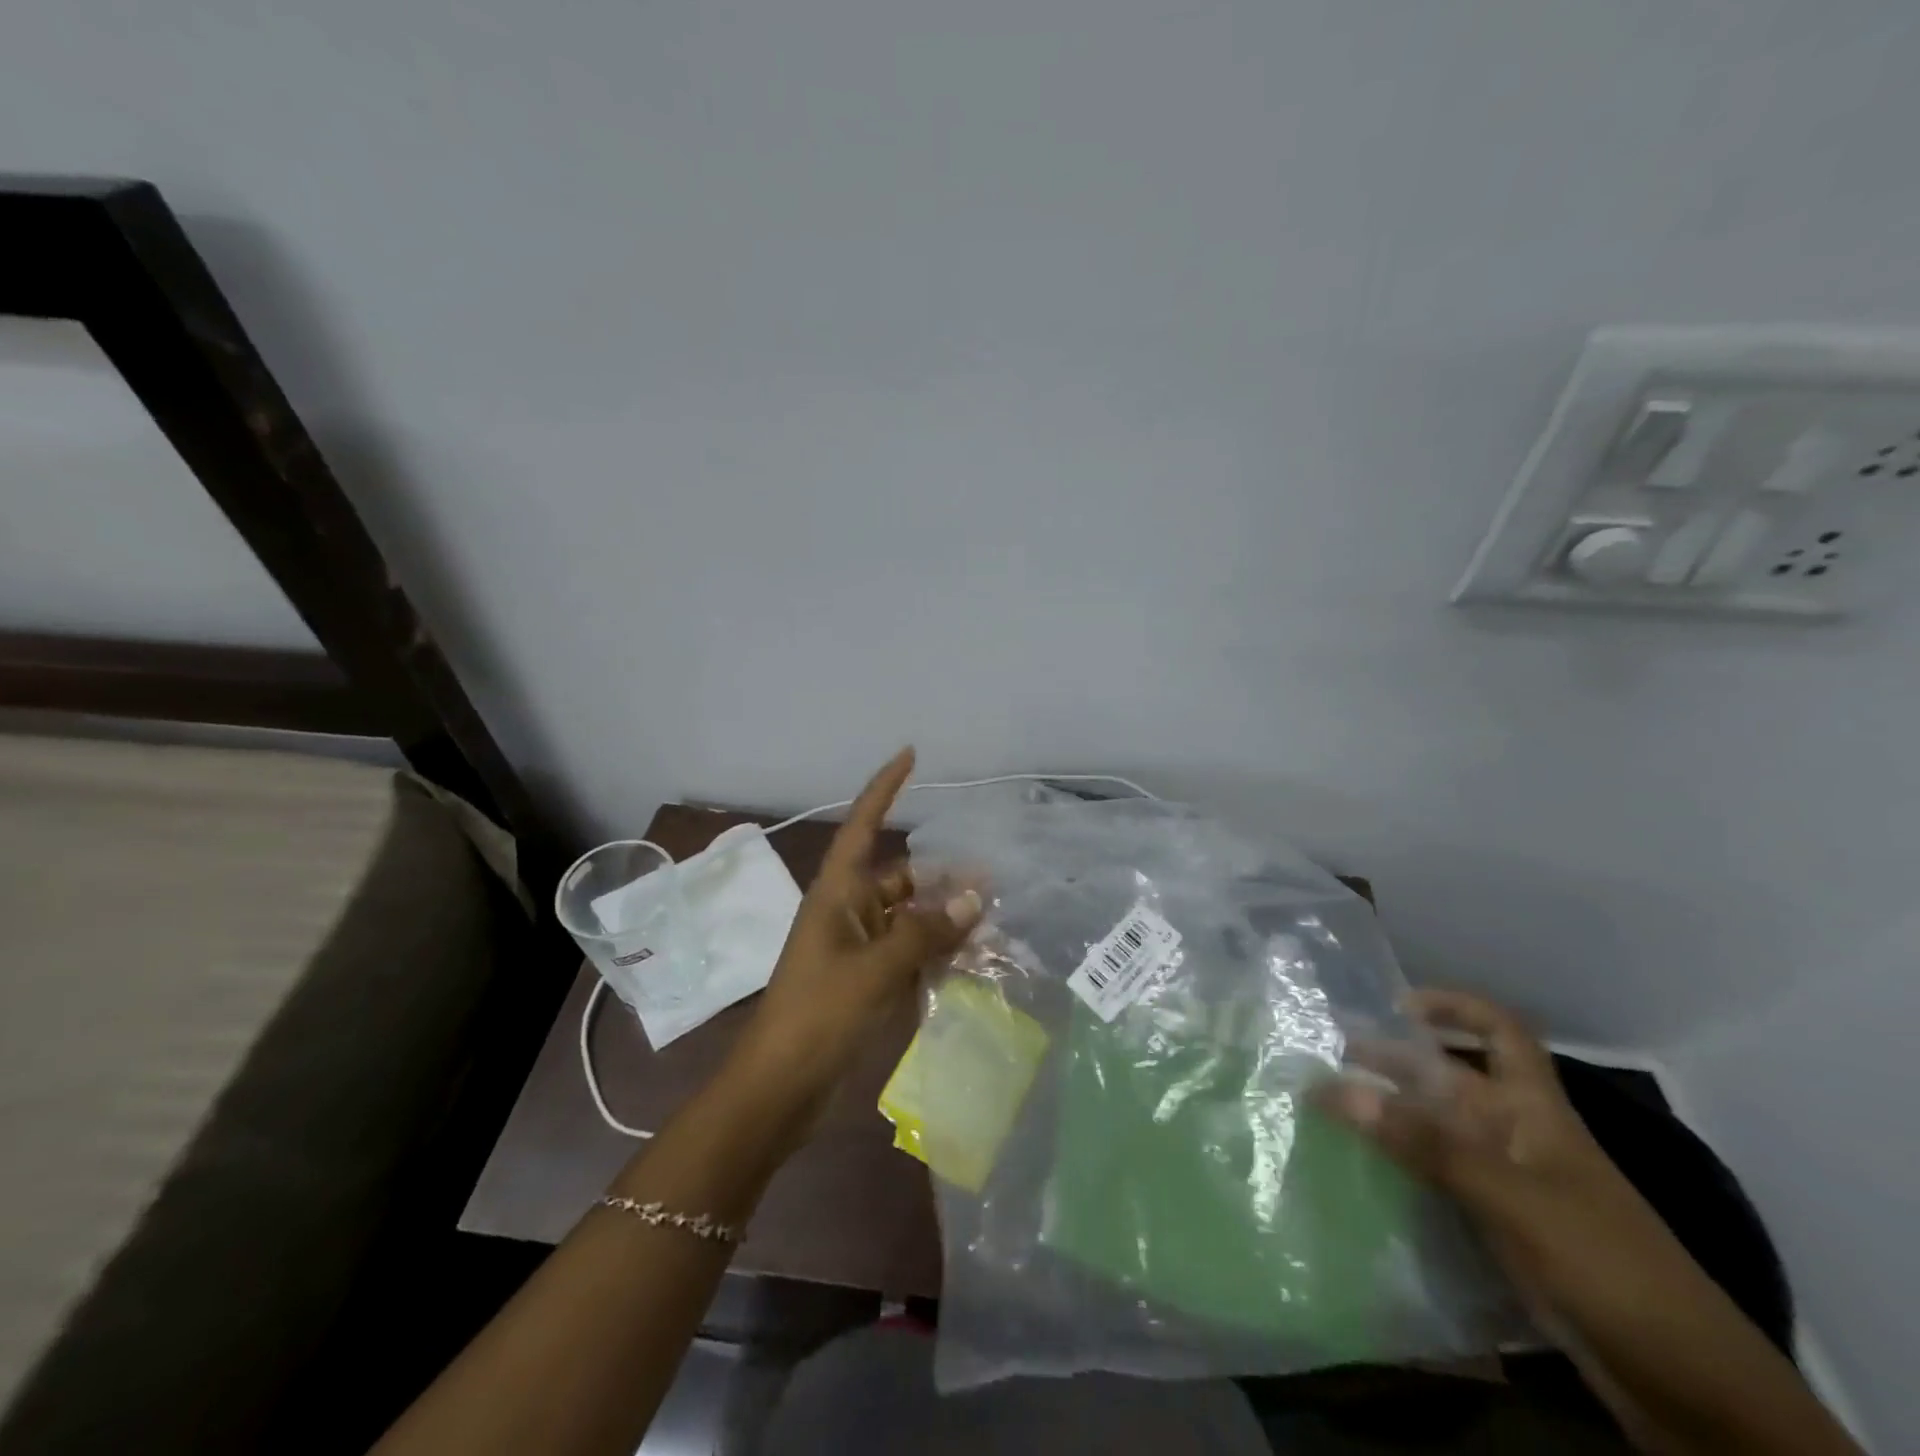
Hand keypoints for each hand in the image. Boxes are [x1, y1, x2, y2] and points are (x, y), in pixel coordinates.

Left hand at [731, 747, 981, 1110]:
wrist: (779, 1088)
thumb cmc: (817, 1015)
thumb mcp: (874, 969)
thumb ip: (924, 931)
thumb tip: (973, 896)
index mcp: (836, 894)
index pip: (863, 826)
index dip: (884, 788)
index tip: (910, 755)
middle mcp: (848, 912)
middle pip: (901, 878)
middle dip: (942, 875)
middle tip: (993, 877)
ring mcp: (859, 948)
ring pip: (911, 918)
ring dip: (945, 917)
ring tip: (994, 917)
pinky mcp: (868, 981)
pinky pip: (911, 953)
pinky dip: (938, 951)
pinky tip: (974, 957)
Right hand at [1321, 990, 1683, 1317]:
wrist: (1690, 1388)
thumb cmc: (1608, 1266)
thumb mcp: (1514, 1198)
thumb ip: (1427, 1144)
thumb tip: (1337, 1089)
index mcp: (1534, 1111)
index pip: (1500, 1034)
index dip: (1455, 1007)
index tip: (1397, 1006)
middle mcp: (1516, 1136)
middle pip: (1451, 1081)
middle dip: (1395, 1062)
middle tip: (1328, 1058)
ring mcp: (1508, 1184)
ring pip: (1438, 1130)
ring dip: (1390, 1114)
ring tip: (1330, 1107)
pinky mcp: (1499, 1228)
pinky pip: (1437, 1179)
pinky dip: (1400, 1165)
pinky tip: (1361, 1167)